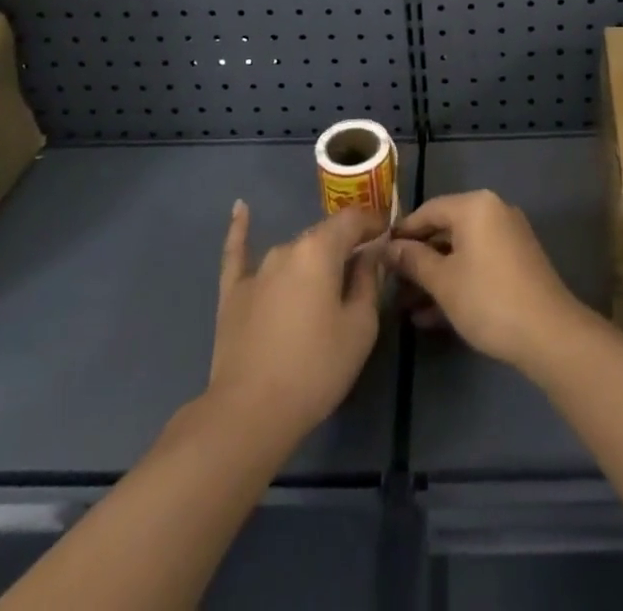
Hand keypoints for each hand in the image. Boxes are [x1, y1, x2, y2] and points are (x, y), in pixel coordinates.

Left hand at [207, 202, 384, 440]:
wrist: (249, 413)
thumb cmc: (315, 369)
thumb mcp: (360, 327)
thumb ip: (369, 281)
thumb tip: (372, 251)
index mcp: (320, 250)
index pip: (352, 220)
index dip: (373, 222)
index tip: (389, 232)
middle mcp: (288, 248)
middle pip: (323, 237)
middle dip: (345, 247)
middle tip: (363, 270)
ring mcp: (257, 269)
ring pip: (294, 253)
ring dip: (312, 260)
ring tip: (327, 283)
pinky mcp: (233, 293)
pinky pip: (238, 253)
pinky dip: (241, 229)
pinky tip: (241, 208)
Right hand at [383, 190, 585, 370]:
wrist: (548, 333)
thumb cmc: (487, 298)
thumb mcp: (442, 281)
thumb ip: (413, 260)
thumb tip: (389, 247)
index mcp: (475, 206)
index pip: (428, 210)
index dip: (402, 233)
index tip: (379, 254)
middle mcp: (493, 212)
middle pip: (445, 230)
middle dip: (417, 259)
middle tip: (392, 284)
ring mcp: (508, 237)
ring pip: (461, 252)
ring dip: (434, 276)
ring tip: (406, 306)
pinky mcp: (517, 263)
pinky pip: (478, 264)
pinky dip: (457, 282)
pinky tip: (432, 316)